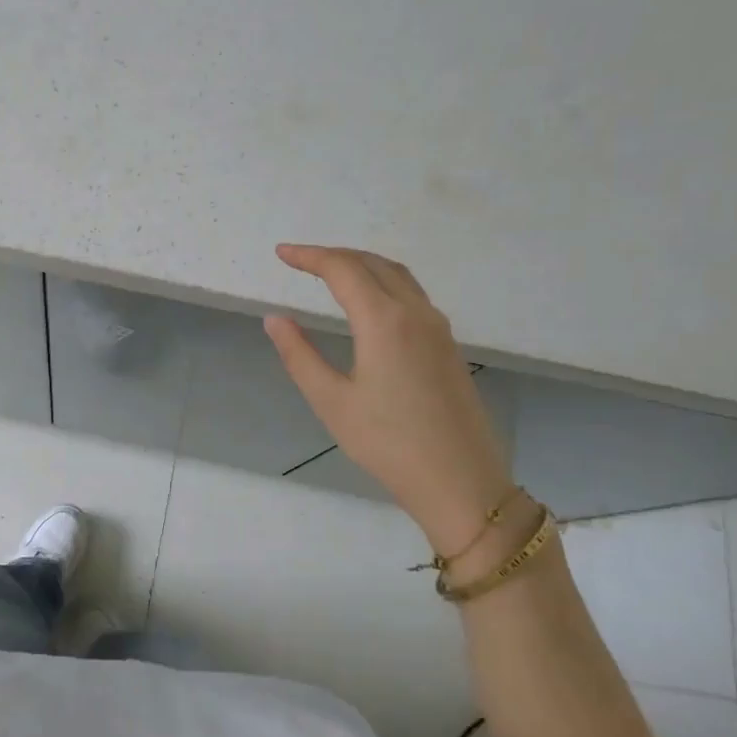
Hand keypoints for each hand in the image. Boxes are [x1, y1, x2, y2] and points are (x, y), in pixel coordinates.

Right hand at [264, 244, 512, 555]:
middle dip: (334, 255)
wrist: (462, 482)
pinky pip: (412, 294)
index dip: (309, 256)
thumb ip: (299, 355)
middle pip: (372, 263)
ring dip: (362, 264)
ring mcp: (438, 328)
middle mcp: (416, 313)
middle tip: (300, 260)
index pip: (342, 270)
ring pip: (398, 275)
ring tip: (330, 271)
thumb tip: (275, 318)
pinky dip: (383, 281)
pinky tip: (369, 301)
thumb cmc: (388, 444)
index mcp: (384, 321)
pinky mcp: (448, 345)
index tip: (281, 254)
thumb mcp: (331, 402)